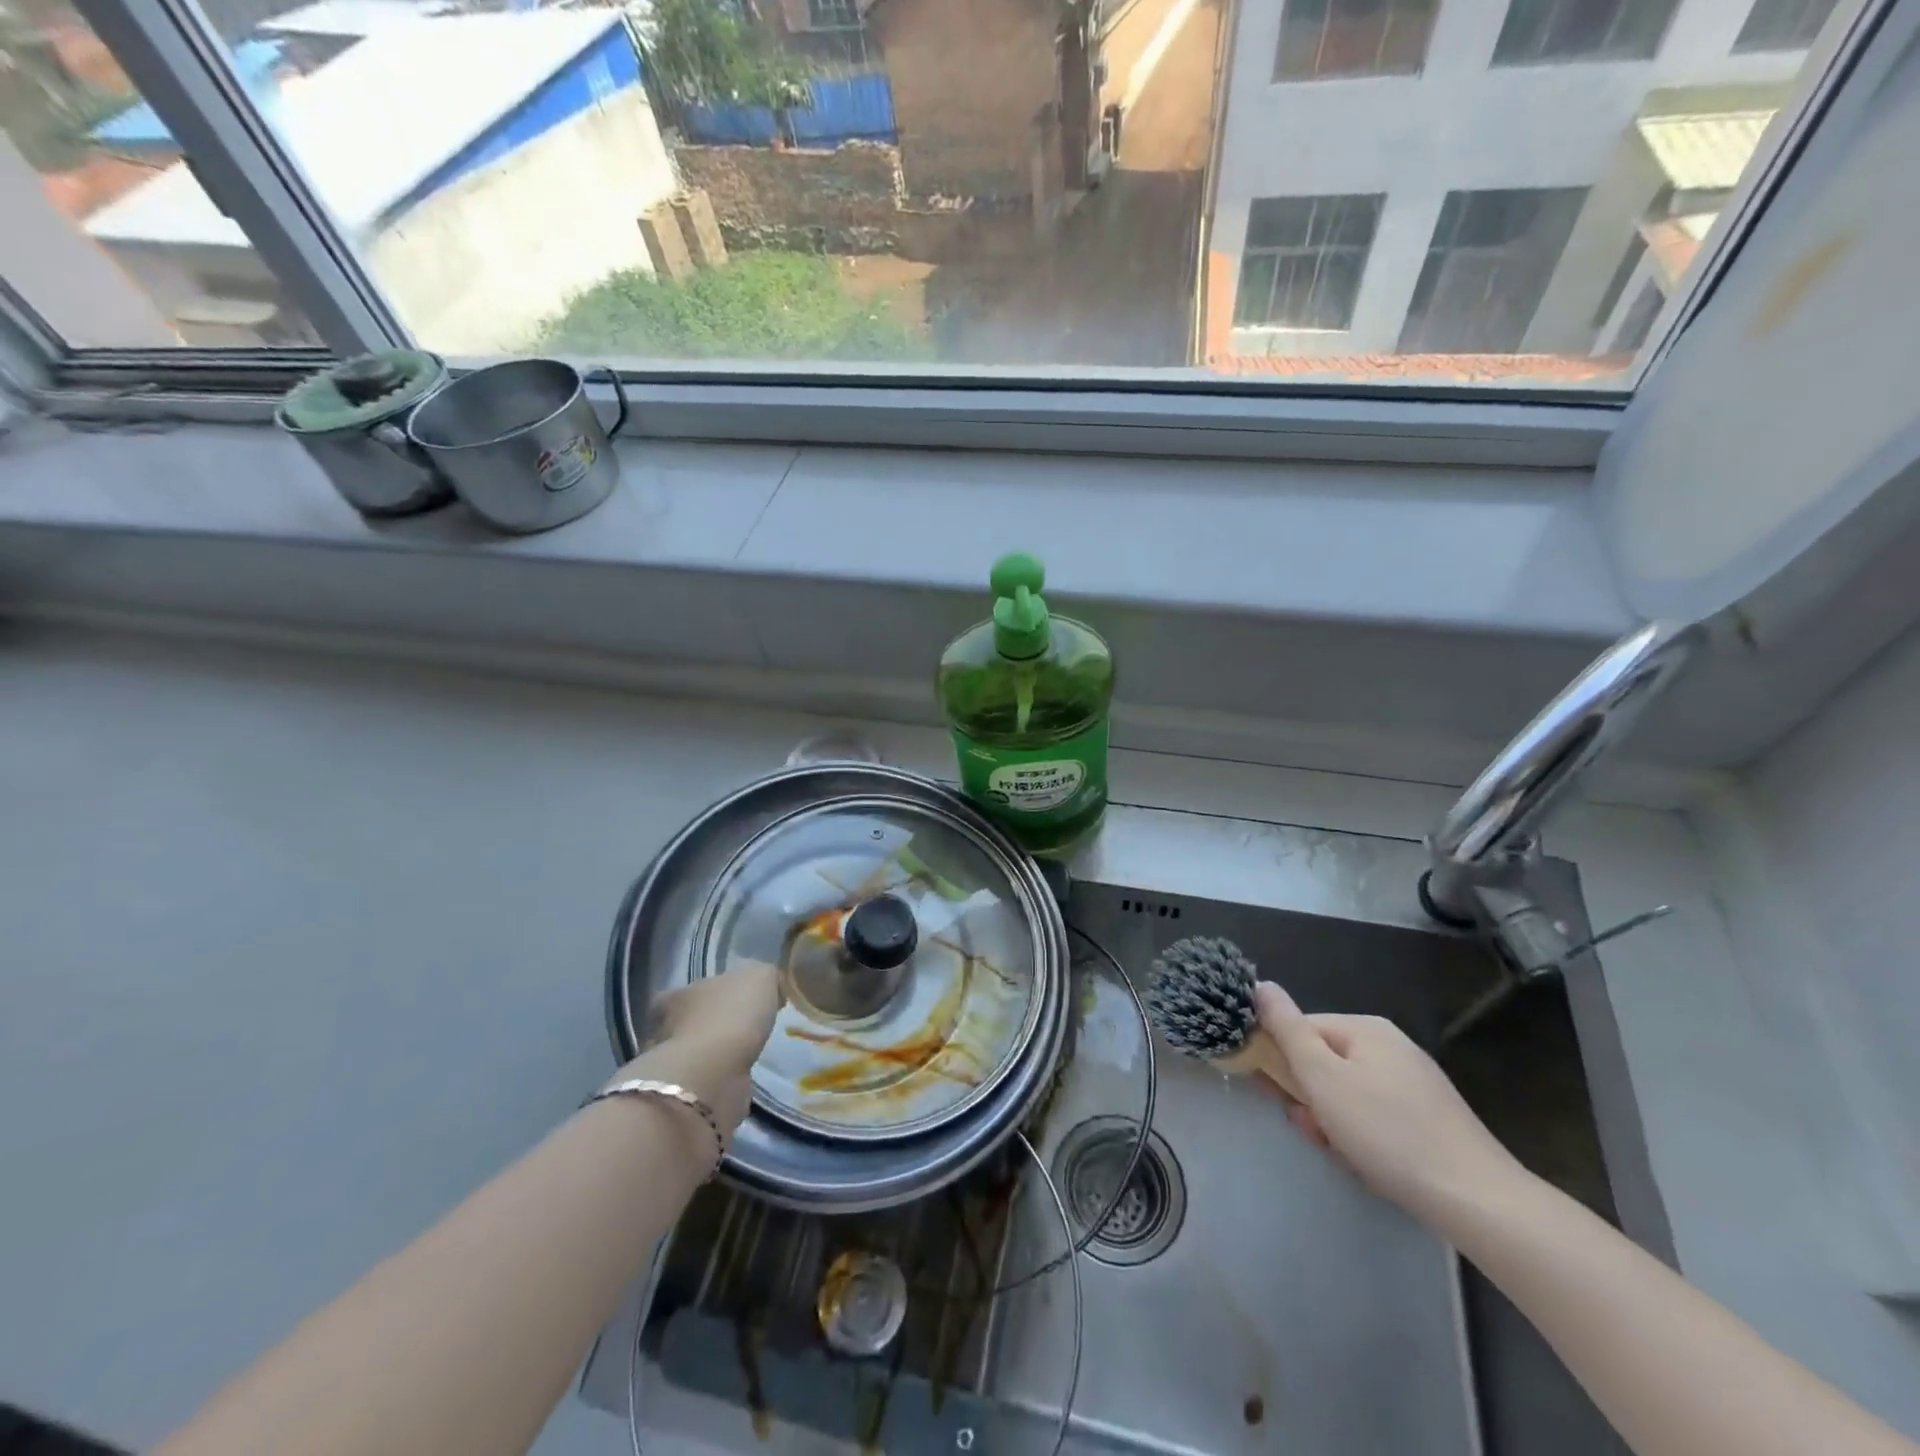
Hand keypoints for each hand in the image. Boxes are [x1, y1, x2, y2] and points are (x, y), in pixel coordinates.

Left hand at [609, 961, 782, 1139]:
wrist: (713, 1075)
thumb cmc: (732, 1015)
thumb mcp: (759, 977)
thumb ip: (763, 976)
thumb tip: (768, 986)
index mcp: (679, 993)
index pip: (695, 989)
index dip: (719, 993)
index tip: (743, 1001)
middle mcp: (665, 1027)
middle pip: (693, 1020)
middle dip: (715, 1024)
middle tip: (744, 1029)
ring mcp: (673, 1064)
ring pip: (698, 1052)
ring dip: (717, 1054)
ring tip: (745, 1055)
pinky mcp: (683, 1094)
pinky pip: (706, 1079)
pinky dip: (720, 1078)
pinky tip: (739, 1078)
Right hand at [1252, 981, 1527, 1218]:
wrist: (1478, 1201)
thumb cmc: (1387, 1132)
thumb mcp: (1322, 1077)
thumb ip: (1287, 1029)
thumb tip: (1260, 985)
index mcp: (1365, 1028)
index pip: (1301, 1029)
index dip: (1282, 1061)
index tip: (1278, 1097)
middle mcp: (1391, 1046)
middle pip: (1325, 1062)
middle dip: (1310, 1098)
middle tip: (1313, 1129)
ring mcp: (1414, 1083)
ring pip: (1348, 1094)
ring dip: (1333, 1122)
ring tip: (1342, 1153)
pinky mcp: (1430, 1118)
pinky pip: (1376, 1116)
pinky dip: (1363, 1136)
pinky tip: (1369, 1163)